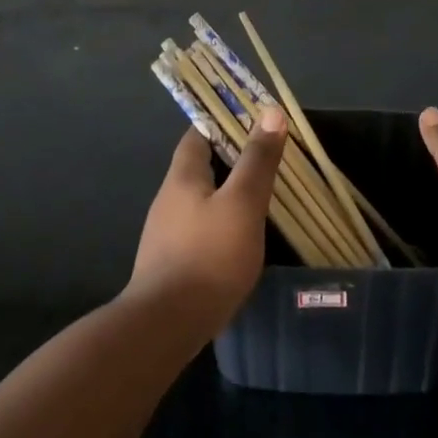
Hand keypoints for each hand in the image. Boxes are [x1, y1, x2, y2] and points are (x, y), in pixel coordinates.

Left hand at [126, 107, 287, 336]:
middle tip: (266, 159)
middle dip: (230, 159)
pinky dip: (220, 223)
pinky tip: (240, 239)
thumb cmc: (208, 256)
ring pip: (200, 199)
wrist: (166, 325)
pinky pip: (199, 229)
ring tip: (260, 198)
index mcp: (182, 177)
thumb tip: (271, 112)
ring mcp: (166, 233)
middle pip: (199, 166)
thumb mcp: (242, 203)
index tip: (253, 122)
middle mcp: (168, 199)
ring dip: (226, 193)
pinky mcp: (171, 262)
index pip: (198, 134)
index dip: (223, 123)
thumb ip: (257, 160)